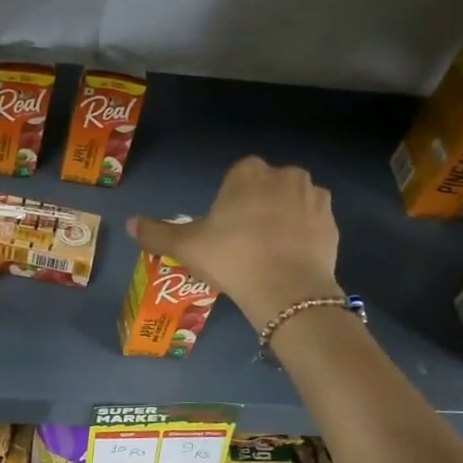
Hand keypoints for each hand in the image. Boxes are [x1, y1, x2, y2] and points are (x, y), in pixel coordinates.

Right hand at [128, 156, 341, 328]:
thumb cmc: (232, 258)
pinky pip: (312, 222)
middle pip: (265, 187)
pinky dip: (303, 234)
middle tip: (243, 242)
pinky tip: (290, 258)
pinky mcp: (332, 222)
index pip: (235, 177)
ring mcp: (313, 196)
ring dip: (282, 218)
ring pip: (291, 202)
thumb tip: (130, 223)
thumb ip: (157, 233)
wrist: (287, 290)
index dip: (228, 203)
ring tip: (268, 252)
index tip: (222, 230)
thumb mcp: (186, 247)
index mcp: (248, 172)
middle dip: (257, 206)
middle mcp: (284, 174)